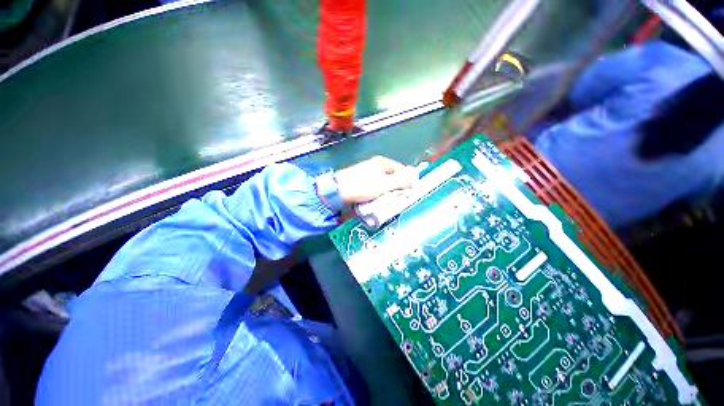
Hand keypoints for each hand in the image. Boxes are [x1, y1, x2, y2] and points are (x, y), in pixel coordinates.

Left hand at [335, 156, 417, 203]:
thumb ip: (400, 181)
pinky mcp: (362, 180)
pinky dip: (378, 193)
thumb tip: (416, 177)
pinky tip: (376, 199)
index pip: (402, 170)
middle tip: (395, 199)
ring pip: (385, 183)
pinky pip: (376, 186)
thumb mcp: (383, 184)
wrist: (337, 192)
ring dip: (387, 192)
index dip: (407, 181)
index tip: (406, 194)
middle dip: (396, 188)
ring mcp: (368, 172)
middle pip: (393, 176)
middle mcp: (376, 165)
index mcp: (383, 162)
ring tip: (386, 201)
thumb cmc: (361, 187)